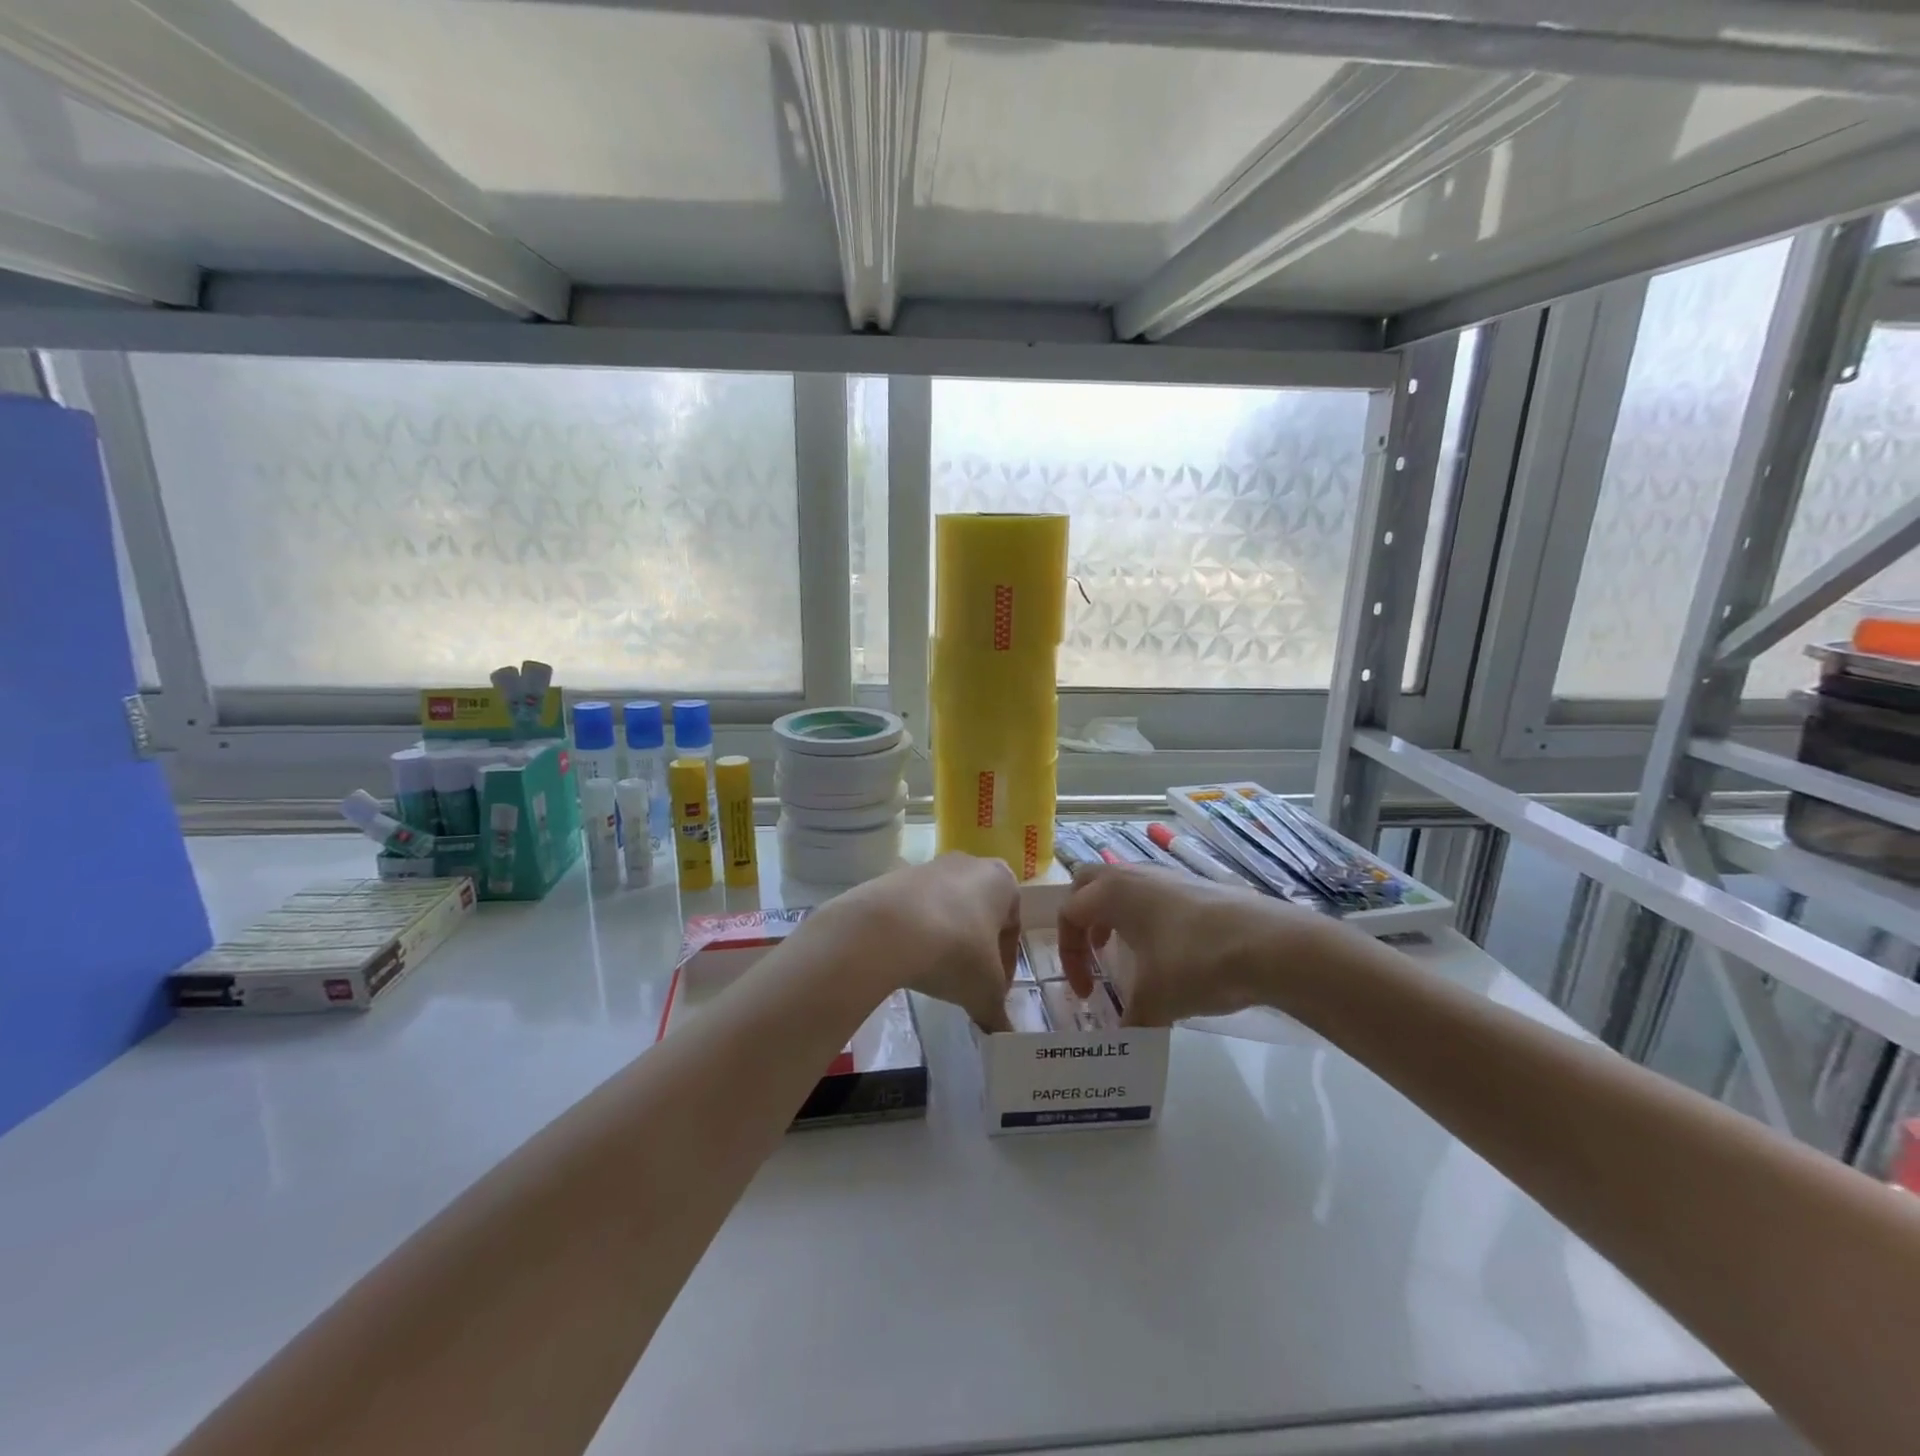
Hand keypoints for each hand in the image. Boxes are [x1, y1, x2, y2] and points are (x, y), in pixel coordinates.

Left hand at [823, 853, 1020, 1031]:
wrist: (887, 929)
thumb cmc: (956, 951)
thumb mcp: (985, 991)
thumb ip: (997, 1011)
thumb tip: (1002, 1032)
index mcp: (1002, 881)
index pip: (1012, 928)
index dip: (1006, 966)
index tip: (994, 993)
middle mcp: (969, 864)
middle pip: (979, 913)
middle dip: (975, 948)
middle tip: (966, 983)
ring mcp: (929, 867)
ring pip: (947, 909)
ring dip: (945, 939)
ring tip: (933, 973)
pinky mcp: (895, 877)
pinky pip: (915, 910)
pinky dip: (916, 933)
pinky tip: (908, 959)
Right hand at [1057, 863, 1328, 1026]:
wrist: (1270, 945)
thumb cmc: (1195, 963)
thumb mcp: (1155, 1001)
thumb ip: (1130, 1021)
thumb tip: (1122, 1043)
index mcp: (1111, 893)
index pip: (1070, 914)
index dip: (1069, 956)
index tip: (1086, 993)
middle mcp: (1134, 874)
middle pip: (1089, 883)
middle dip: (1083, 917)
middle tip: (1095, 952)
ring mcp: (1168, 875)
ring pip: (1125, 885)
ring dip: (1116, 916)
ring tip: (1130, 954)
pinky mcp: (1197, 885)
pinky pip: (1156, 893)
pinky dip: (1148, 917)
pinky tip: (1170, 952)